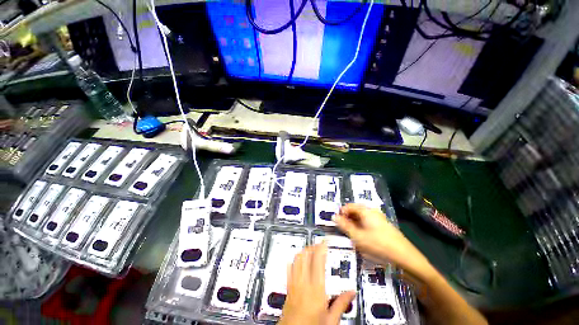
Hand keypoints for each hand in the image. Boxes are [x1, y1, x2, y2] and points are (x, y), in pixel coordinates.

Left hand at [278, 242, 355, 324]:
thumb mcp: (331, 320)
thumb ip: (341, 304)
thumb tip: (351, 293)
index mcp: (316, 290)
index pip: (318, 261)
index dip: (321, 248)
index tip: (324, 242)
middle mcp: (303, 283)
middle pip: (306, 256)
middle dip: (312, 247)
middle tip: (318, 244)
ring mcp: (294, 284)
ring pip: (297, 259)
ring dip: (304, 251)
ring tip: (310, 248)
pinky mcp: (288, 287)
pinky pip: (289, 268)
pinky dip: (294, 260)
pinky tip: (297, 259)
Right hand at [334, 203, 432, 278]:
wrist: (405, 258)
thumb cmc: (378, 245)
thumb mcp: (357, 236)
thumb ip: (344, 226)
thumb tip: (334, 217)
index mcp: (366, 211)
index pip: (349, 206)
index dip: (341, 213)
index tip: (337, 223)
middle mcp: (372, 212)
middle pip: (355, 211)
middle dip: (347, 219)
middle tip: (343, 231)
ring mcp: (379, 219)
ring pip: (361, 218)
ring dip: (354, 224)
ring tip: (351, 236)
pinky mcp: (383, 227)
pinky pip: (368, 223)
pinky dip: (361, 228)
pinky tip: (362, 238)